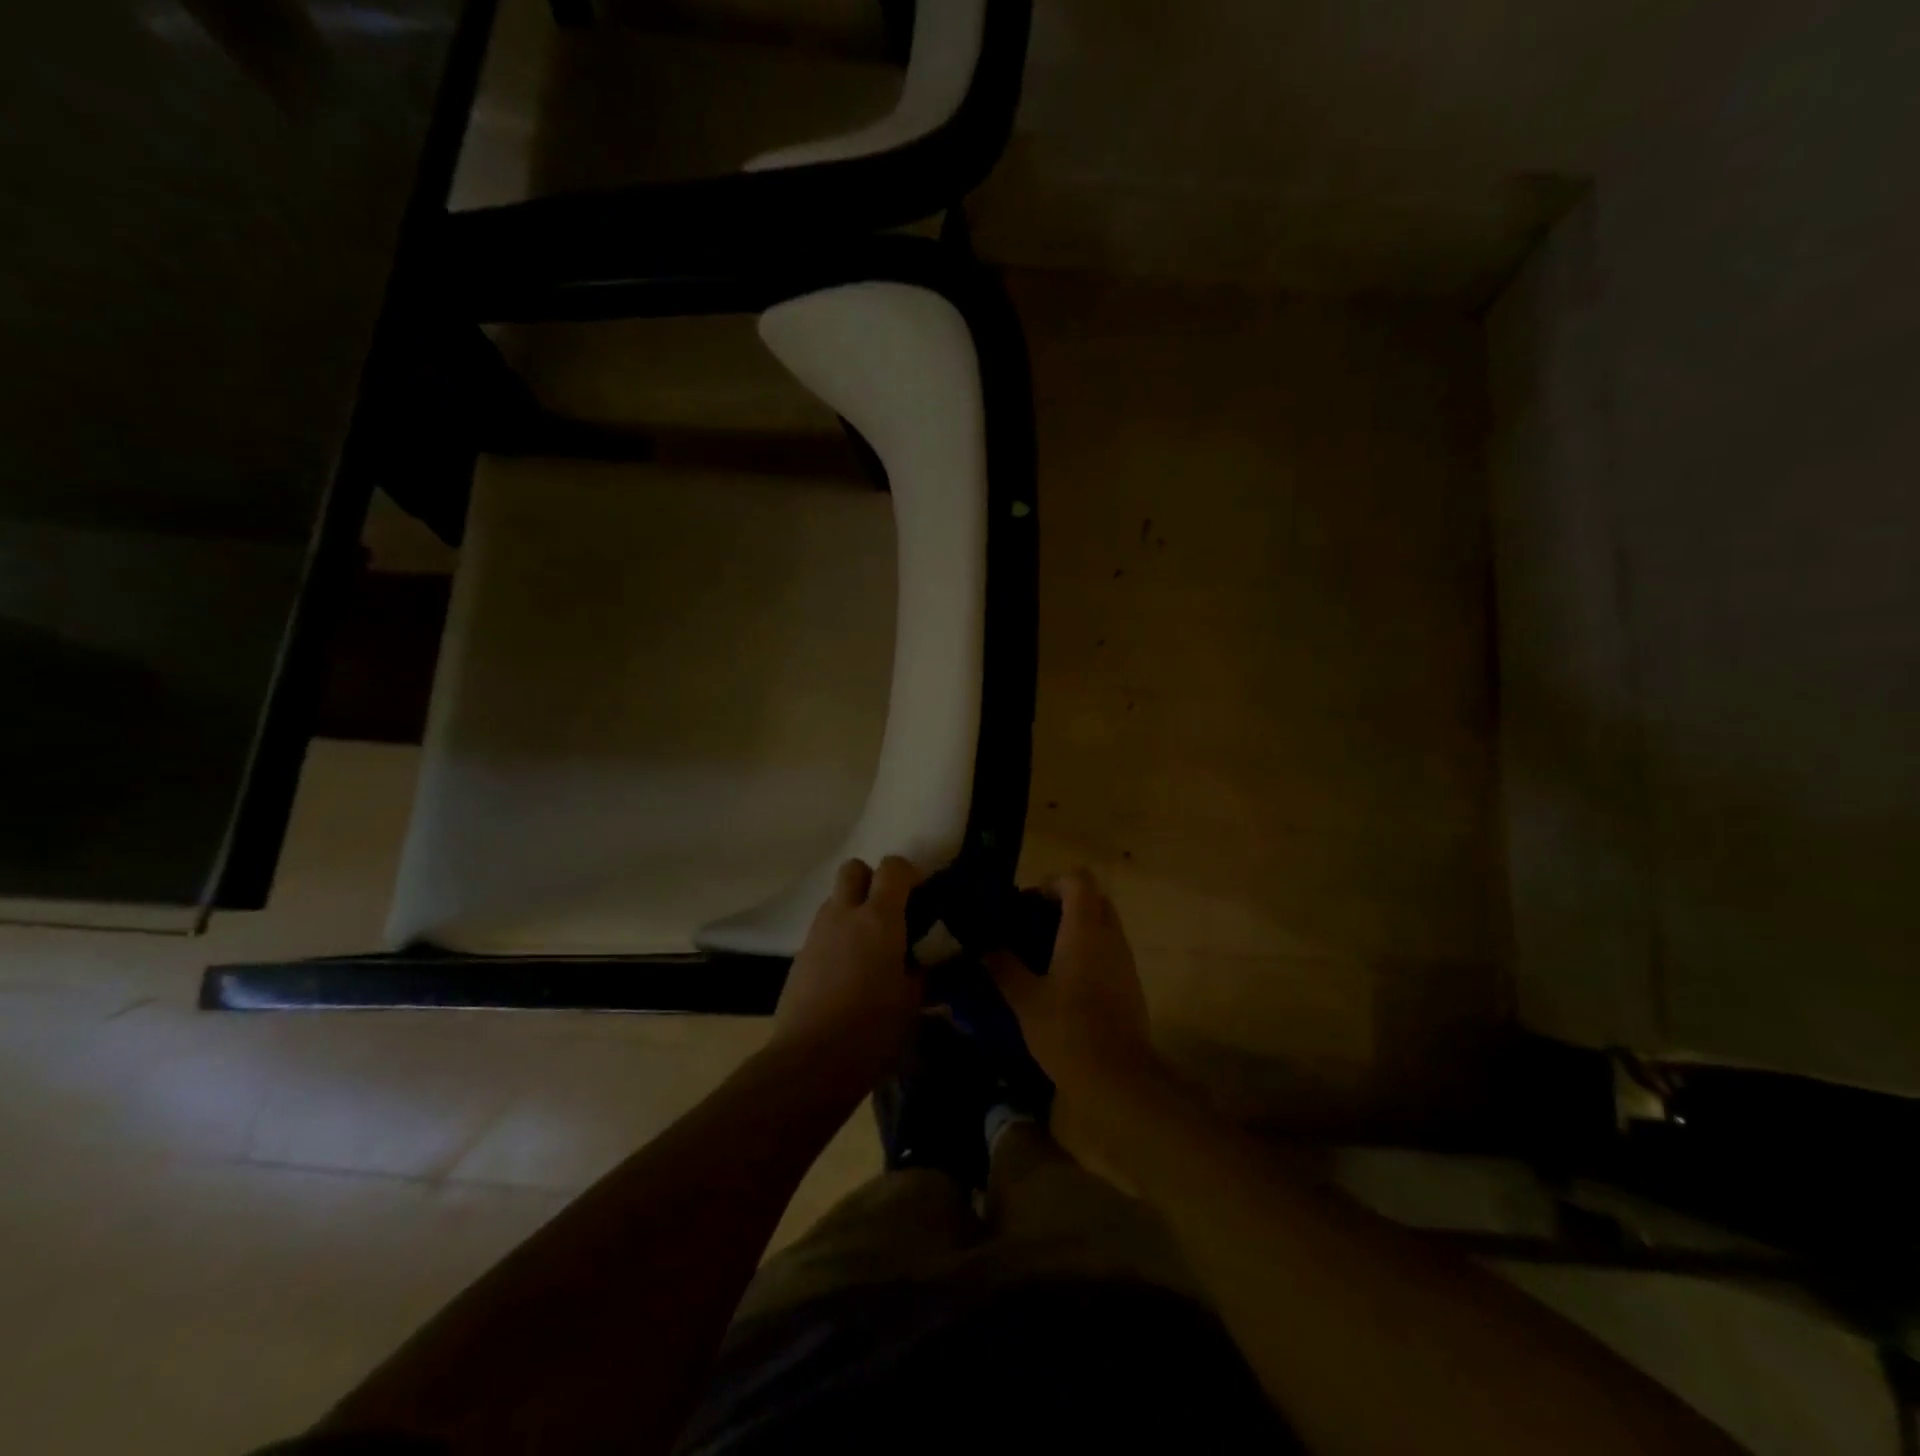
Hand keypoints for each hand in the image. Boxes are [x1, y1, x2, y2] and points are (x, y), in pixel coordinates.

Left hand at [771, 857, 924, 1088]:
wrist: (810, 1060)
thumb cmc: (872, 1027)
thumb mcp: (912, 1001)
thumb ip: (922, 972)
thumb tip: (926, 962)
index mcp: (879, 918)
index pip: (893, 867)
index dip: (908, 873)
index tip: (920, 894)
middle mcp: (845, 915)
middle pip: (853, 868)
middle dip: (871, 880)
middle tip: (888, 911)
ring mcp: (817, 934)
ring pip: (835, 900)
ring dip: (852, 910)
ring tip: (869, 947)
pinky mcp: (799, 957)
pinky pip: (822, 931)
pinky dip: (837, 939)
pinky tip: (847, 973)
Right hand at [988, 870, 1165, 1102]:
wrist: (1118, 1078)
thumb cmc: (1067, 1030)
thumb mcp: (1024, 1000)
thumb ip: (1004, 967)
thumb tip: (986, 948)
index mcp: (1084, 930)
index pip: (1079, 880)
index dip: (1054, 882)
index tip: (1029, 903)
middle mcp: (1110, 937)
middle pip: (1095, 899)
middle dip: (1067, 903)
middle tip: (1037, 924)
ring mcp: (1125, 961)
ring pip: (1105, 926)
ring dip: (1079, 929)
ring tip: (1046, 954)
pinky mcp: (1131, 984)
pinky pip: (1110, 952)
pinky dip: (1090, 952)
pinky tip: (1066, 982)